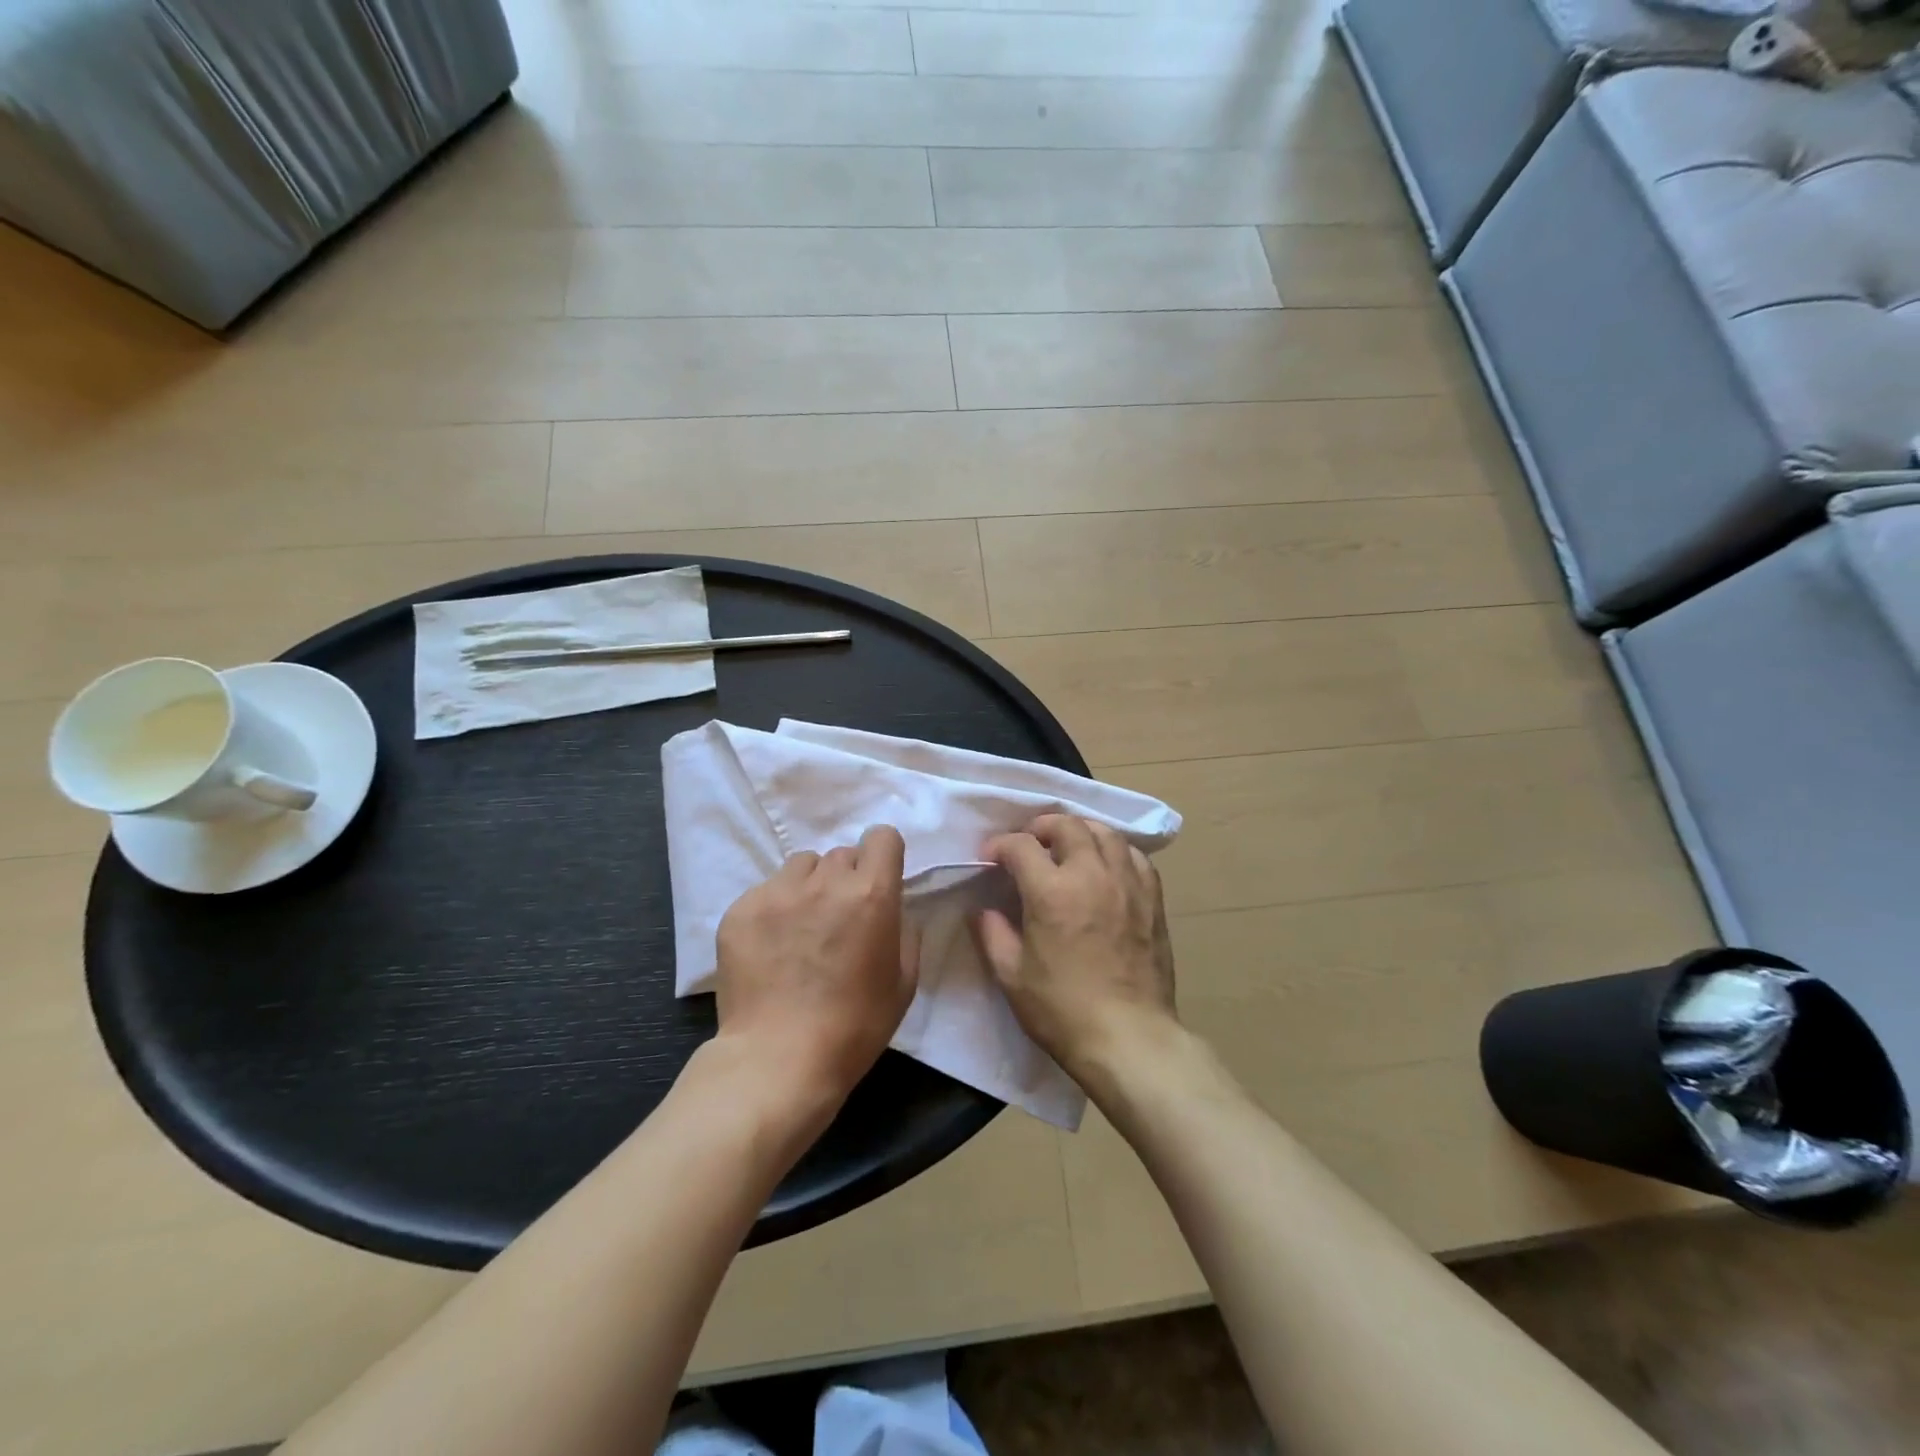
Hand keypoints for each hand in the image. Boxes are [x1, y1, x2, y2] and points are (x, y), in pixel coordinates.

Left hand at [713, 825, 919, 1106]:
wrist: (778, 1060)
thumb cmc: (855, 1027)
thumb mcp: (904, 983)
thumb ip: (905, 931)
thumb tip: (893, 908)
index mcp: (871, 894)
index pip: (881, 836)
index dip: (883, 855)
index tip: (879, 879)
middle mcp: (825, 882)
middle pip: (841, 854)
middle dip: (846, 879)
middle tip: (840, 919)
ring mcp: (778, 892)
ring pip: (802, 867)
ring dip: (810, 887)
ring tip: (803, 927)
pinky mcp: (741, 909)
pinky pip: (767, 891)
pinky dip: (775, 909)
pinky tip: (772, 947)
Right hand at [976, 813, 1177, 1086]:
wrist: (1130, 1039)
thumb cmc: (1063, 1011)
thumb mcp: (1012, 977)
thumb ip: (993, 934)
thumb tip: (984, 909)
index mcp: (1052, 892)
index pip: (1021, 846)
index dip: (1000, 845)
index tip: (990, 857)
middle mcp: (1092, 875)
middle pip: (1067, 825)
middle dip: (1041, 827)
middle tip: (1028, 843)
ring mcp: (1128, 883)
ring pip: (1105, 833)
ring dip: (1080, 831)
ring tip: (1067, 846)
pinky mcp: (1153, 899)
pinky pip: (1135, 856)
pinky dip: (1114, 850)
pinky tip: (1106, 865)